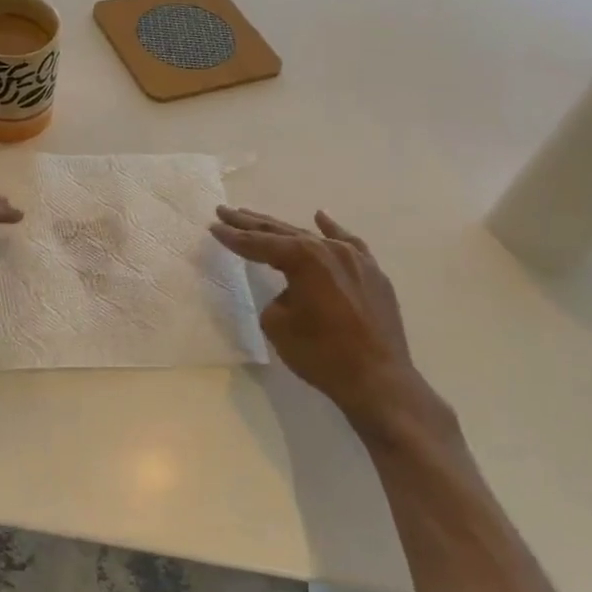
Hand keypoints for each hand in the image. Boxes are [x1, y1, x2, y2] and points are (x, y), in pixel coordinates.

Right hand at [210, 206, 458, 452]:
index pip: (260, 244)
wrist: (378, 379)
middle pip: (283, 232)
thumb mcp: (278, 326)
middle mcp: (330, 250)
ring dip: (284, 229)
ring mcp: (355, 259)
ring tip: (258, 218)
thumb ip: (277, 299)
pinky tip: (321, 217)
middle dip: (252, 224)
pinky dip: (331, 230)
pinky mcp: (372, 273)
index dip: (234, 237)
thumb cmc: (322, 354)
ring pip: (312, 237)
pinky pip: (348, 244)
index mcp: (304, 259)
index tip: (213, 226)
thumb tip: (292, 294)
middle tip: (227, 211)